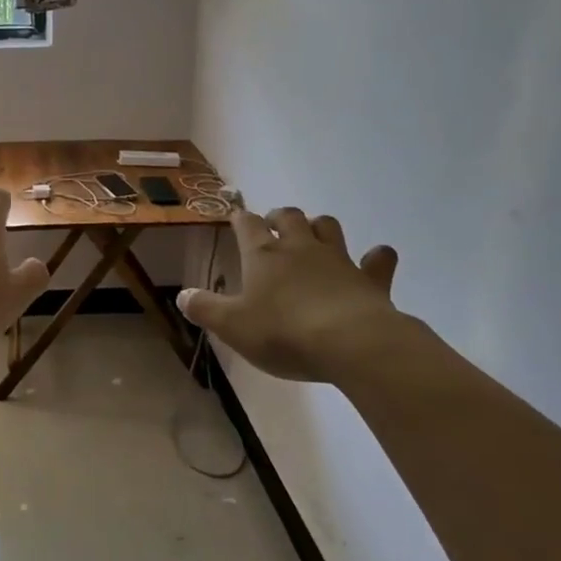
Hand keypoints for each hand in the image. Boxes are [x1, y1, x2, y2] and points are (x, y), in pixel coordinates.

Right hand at [178, 209, 409, 381]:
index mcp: (263, 255)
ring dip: (320, 227)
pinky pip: (378, 259)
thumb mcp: (232, 326)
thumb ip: (205, 309)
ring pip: (328, 227)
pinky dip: (376, 257)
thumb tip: (182, 295)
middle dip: (279, 217)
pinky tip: (376, 258)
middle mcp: (300, 248)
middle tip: (273, 225)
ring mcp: (338, 260)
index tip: (236, 217)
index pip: (247, 225)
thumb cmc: (283, 332)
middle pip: (289, 216)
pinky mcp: (370, 279)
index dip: (240, 219)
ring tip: (314, 236)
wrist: (350, 343)